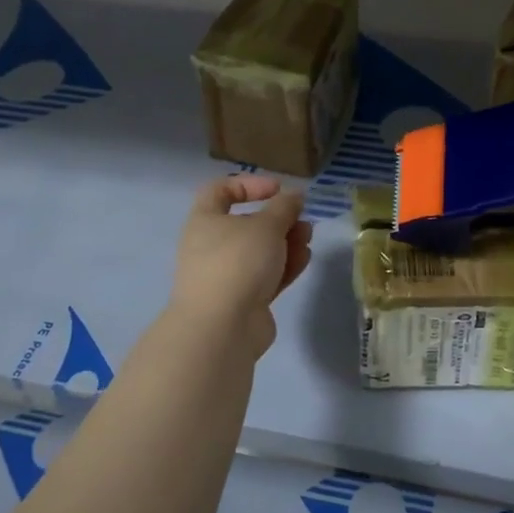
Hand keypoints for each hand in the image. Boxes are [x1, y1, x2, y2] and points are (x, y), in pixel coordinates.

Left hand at [167, 174, 313, 360]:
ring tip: (307, 238)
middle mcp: (211, 246)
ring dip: (286, 242)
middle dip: (278, 219)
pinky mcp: (243, 300)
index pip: (220, 191)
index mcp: (205, 221)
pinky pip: (266, 276)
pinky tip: (304, 259)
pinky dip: (284, 266)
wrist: (222, 328)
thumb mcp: (266, 225)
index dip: (250, 184)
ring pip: (260, 251)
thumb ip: (284, 207)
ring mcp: (226, 275)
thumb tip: (294, 196)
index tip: (277, 189)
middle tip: (301, 218)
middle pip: (247, 223)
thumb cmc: (238, 262)